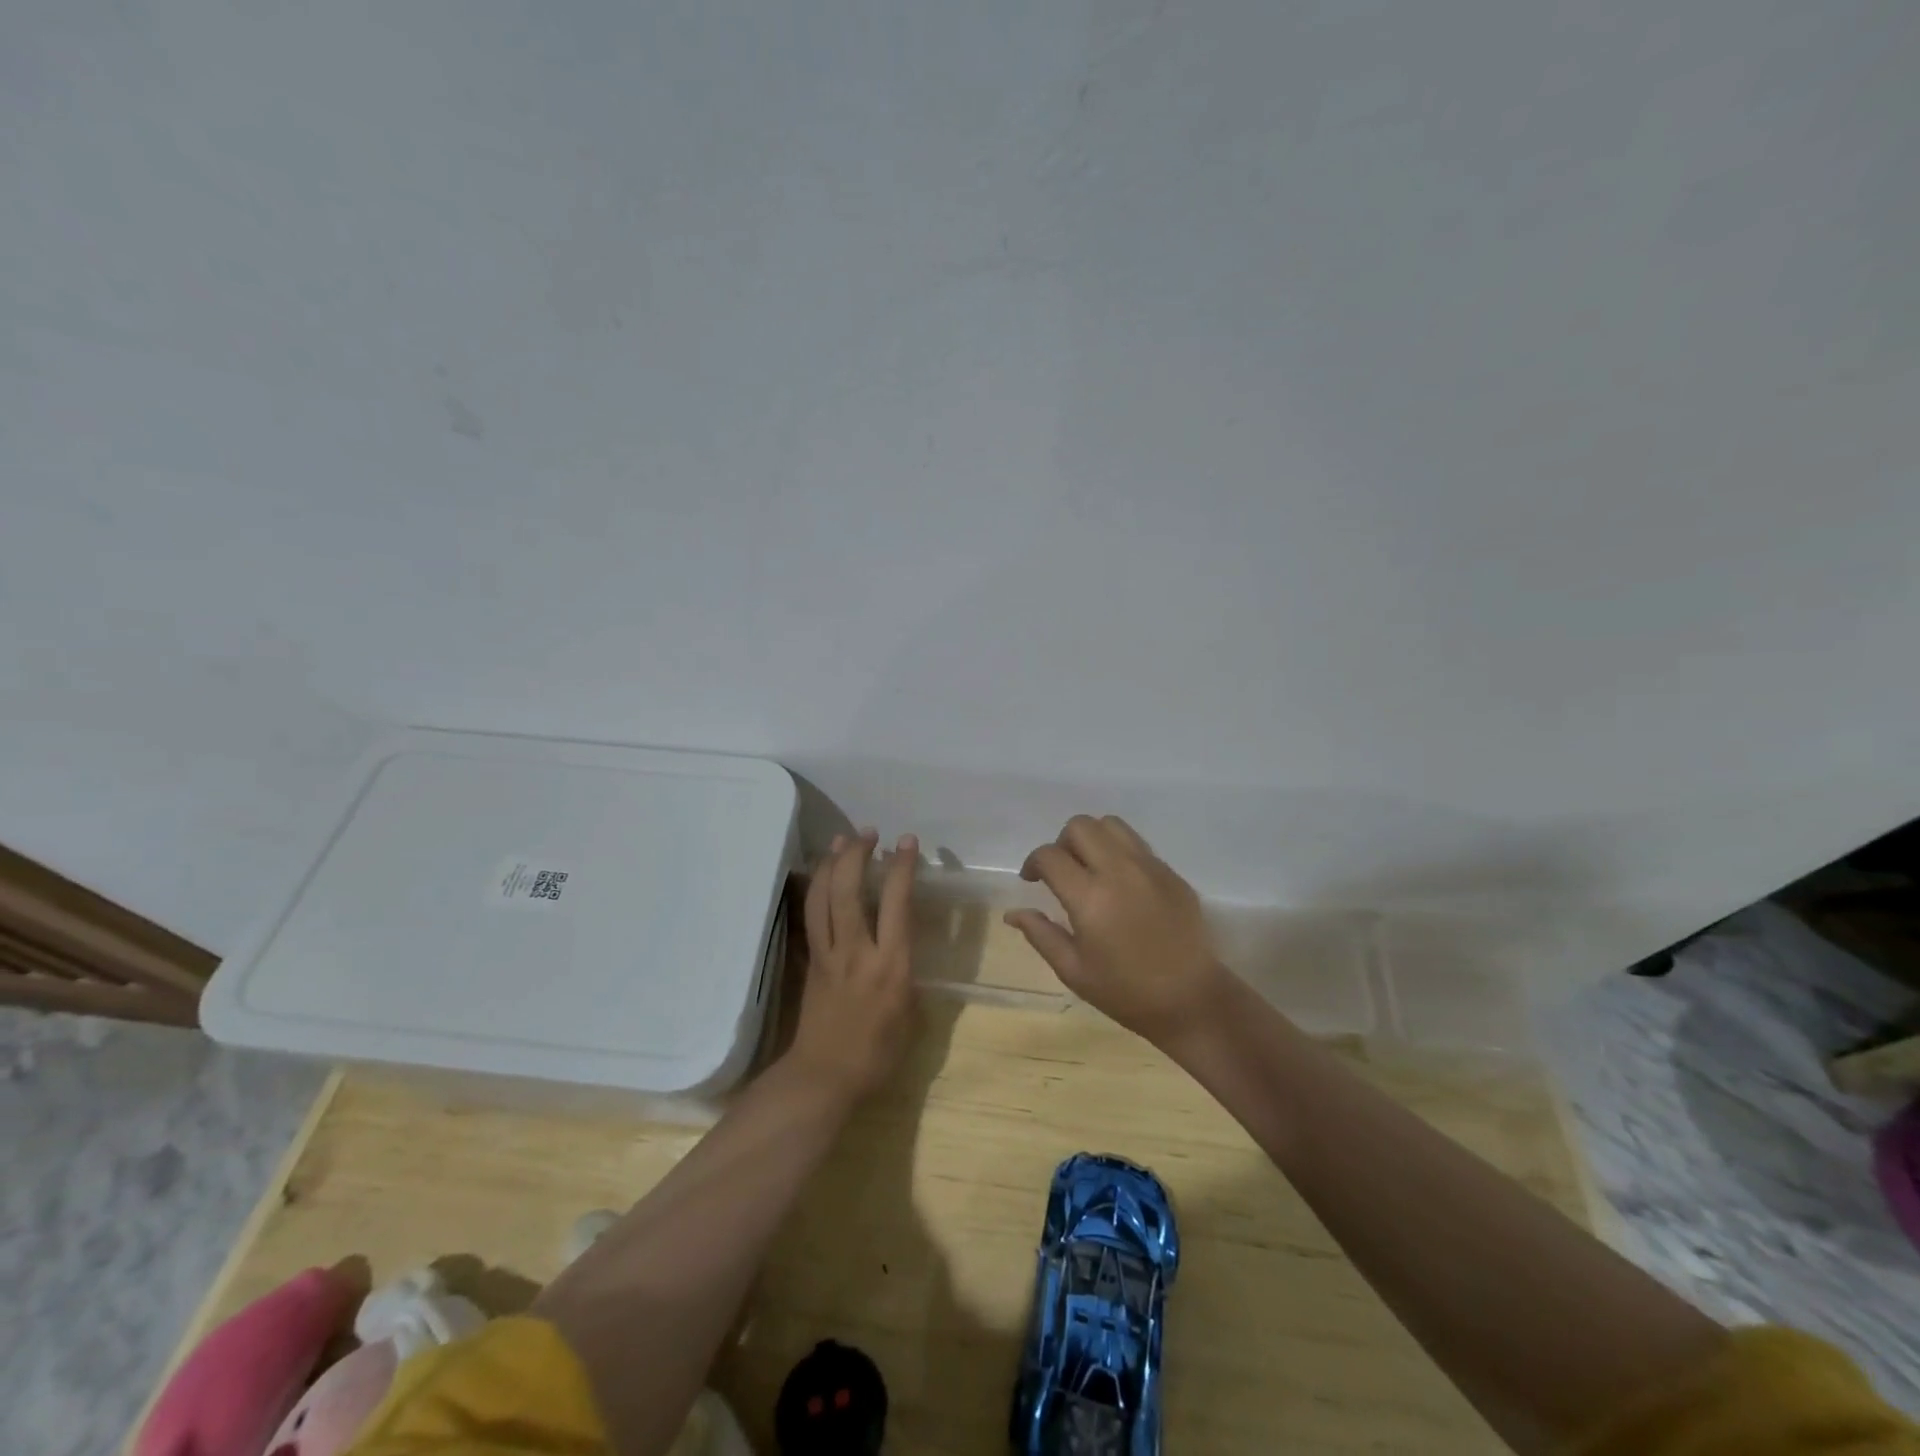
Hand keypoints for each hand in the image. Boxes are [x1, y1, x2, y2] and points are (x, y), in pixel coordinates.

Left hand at [788, 830, 919, 1101]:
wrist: (824, 1078)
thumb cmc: (877, 1054)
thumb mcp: (911, 1015)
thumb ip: (909, 974)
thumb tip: (906, 949)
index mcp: (890, 965)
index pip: (897, 904)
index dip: (902, 868)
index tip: (907, 842)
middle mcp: (857, 951)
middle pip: (850, 891)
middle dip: (858, 855)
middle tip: (868, 833)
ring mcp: (829, 954)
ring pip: (824, 898)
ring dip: (833, 864)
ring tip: (842, 840)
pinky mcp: (811, 961)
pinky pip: (812, 915)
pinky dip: (817, 889)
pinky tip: (822, 876)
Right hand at [1006, 815, 1229, 1047]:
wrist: (1190, 999)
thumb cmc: (1125, 991)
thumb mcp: (1073, 970)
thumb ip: (1041, 934)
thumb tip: (1013, 913)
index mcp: (1090, 897)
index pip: (1050, 855)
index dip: (1033, 863)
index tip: (1032, 880)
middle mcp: (1119, 871)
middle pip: (1080, 826)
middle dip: (1062, 843)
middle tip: (1062, 872)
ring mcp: (1149, 867)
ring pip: (1111, 825)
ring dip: (1092, 839)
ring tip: (1090, 868)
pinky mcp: (1171, 872)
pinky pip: (1137, 844)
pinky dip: (1119, 851)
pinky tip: (1120, 883)